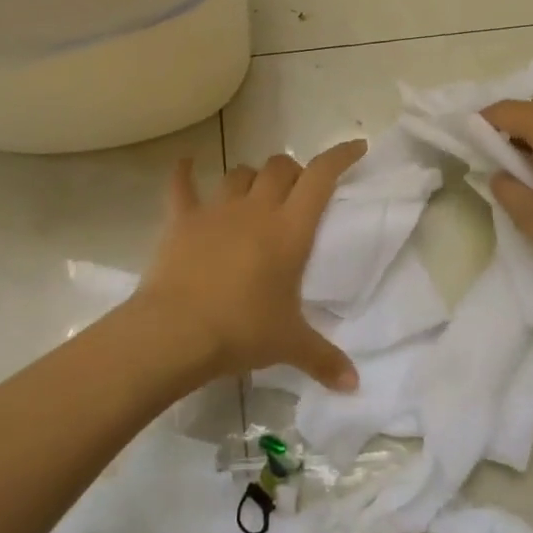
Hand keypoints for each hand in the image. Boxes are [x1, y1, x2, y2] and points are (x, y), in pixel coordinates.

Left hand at [135, 143, 366, 390]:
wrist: (177, 331)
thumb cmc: (242, 330)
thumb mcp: (289, 345)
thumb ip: (324, 359)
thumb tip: (353, 385)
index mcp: (290, 229)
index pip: (321, 177)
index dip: (340, 157)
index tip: (356, 147)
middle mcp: (256, 209)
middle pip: (279, 167)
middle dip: (293, 171)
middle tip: (297, 190)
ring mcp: (217, 210)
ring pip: (239, 174)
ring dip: (251, 177)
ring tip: (255, 191)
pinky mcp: (182, 220)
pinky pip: (182, 186)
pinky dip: (184, 173)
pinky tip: (186, 164)